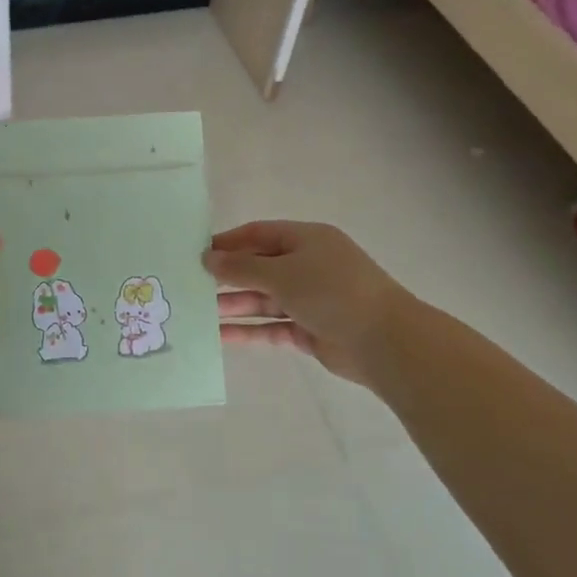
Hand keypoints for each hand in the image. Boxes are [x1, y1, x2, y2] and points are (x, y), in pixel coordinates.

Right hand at [204, 221, 404, 384]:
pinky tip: (221, 336)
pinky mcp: (311, 330)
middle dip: (228, 278)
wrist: (385, 341)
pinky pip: (272, 327)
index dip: (228, 242)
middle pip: (260, 268)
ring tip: (199, 314)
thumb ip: (241, 268)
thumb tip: (208, 258)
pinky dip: (250, 331)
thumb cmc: (332, 292)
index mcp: (307, 240)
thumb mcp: (282, 273)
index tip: (196, 254)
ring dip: (235, 305)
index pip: (259, 234)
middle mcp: (308, 266)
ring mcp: (310, 299)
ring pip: (264, 299)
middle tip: (192, 286)